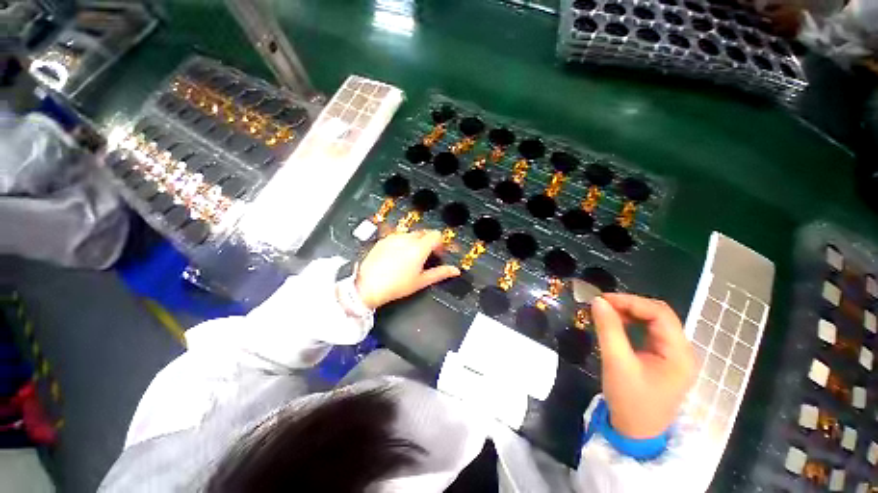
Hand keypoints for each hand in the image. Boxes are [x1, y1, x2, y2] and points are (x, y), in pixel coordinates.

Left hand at [355, 230, 459, 308]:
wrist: (367, 286)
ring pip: (411, 234)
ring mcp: (394, 238)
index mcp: (419, 248)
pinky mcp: (383, 240)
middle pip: (424, 233)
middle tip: (426, 257)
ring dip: (415, 242)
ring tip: (410, 258)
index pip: (436, 235)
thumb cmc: (396, 286)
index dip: (440, 243)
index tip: (439, 253)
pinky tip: (398, 257)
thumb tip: (455, 270)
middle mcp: (407, 239)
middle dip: (428, 242)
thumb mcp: (421, 281)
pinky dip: (402, 243)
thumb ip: (440, 273)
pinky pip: (398, 237)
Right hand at [591, 294, 695, 438]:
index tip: (602, 300)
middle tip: (601, 305)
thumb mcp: (617, 363)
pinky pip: (648, 333)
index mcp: (679, 353)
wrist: (635, 433)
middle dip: (629, 306)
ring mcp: (673, 355)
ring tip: (605, 313)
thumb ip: (608, 329)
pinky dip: (630, 324)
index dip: (631, 302)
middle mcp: (681, 351)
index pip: (660, 314)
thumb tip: (598, 301)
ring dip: (629, 313)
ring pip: (653, 322)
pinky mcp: (662, 359)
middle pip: (659, 315)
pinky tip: (615, 325)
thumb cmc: (630, 401)